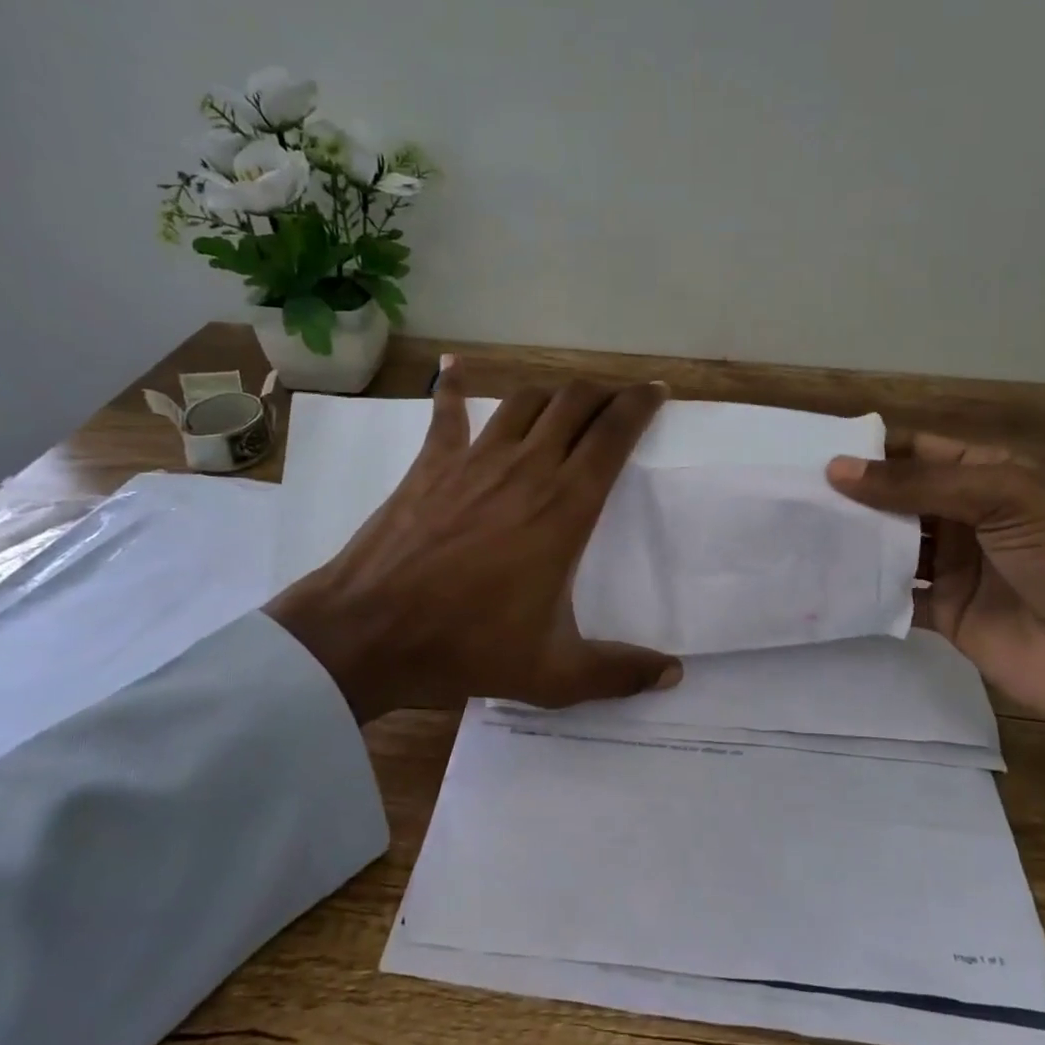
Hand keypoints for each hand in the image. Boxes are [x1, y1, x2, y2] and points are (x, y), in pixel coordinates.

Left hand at [265, 365, 682, 721]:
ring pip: (525, 400)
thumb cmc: (468, 647)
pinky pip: (448, 412)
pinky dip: (455, 388)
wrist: (370, 632)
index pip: (614, 434)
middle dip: (603, 392)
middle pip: (574, 403)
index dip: (639, 405)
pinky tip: (455, 369)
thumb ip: (618, 672)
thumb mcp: (554, 673)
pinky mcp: (431, 464)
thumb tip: (674, 675)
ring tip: (566, 401)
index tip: (656, 392)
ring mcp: (474, 459)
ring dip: (552, 392)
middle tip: (618, 399)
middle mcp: (527, 467)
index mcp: (566, 507)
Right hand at [828, 436, 1044, 828]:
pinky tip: (823, 583)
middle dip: (851, 497)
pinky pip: (895, 595)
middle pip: (897, 499)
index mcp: (987, 477)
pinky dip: (864, 590)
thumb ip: (918, 485)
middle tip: (790, 496)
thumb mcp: (1003, 499)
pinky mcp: (944, 614)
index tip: (812, 452)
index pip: (917, 453)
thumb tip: (836, 470)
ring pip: (891, 546)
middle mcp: (966, 517)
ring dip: (853, 542)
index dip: (870, 451)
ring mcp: (954, 568)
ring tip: (795, 534)